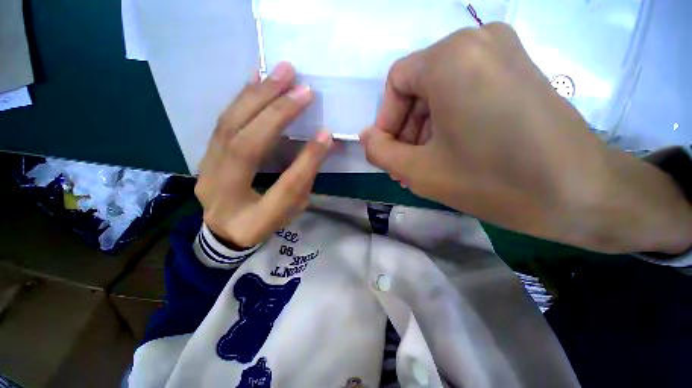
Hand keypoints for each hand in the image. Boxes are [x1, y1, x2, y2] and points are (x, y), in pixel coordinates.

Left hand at [195, 62, 331, 247]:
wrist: (224, 231)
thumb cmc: (265, 223)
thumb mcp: (292, 209)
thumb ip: (307, 176)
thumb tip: (325, 141)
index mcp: (254, 220)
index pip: (284, 187)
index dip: (306, 159)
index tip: (325, 133)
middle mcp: (223, 196)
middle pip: (245, 147)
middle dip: (276, 113)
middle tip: (300, 86)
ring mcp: (207, 173)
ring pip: (227, 127)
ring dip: (256, 96)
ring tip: (280, 73)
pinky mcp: (205, 156)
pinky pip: (221, 123)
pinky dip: (241, 99)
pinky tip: (255, 79)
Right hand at [361, 23, 691, 253]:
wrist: (582, 194)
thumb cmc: (492, 180)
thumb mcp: (418, 171)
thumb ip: (380, 152)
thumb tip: (366, 137)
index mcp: (451, 58)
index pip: (395, 83)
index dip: (386, 120)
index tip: (390, 153)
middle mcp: (477, 41)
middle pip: (419, 87)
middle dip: (407, 131)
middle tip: (406, 167)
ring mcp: (504, 53)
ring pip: (441, 92)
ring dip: (426, 132)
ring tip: (426, 167)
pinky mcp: (519, 72)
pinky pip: (465, 93)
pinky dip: (449, 123)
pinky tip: (450, 154)